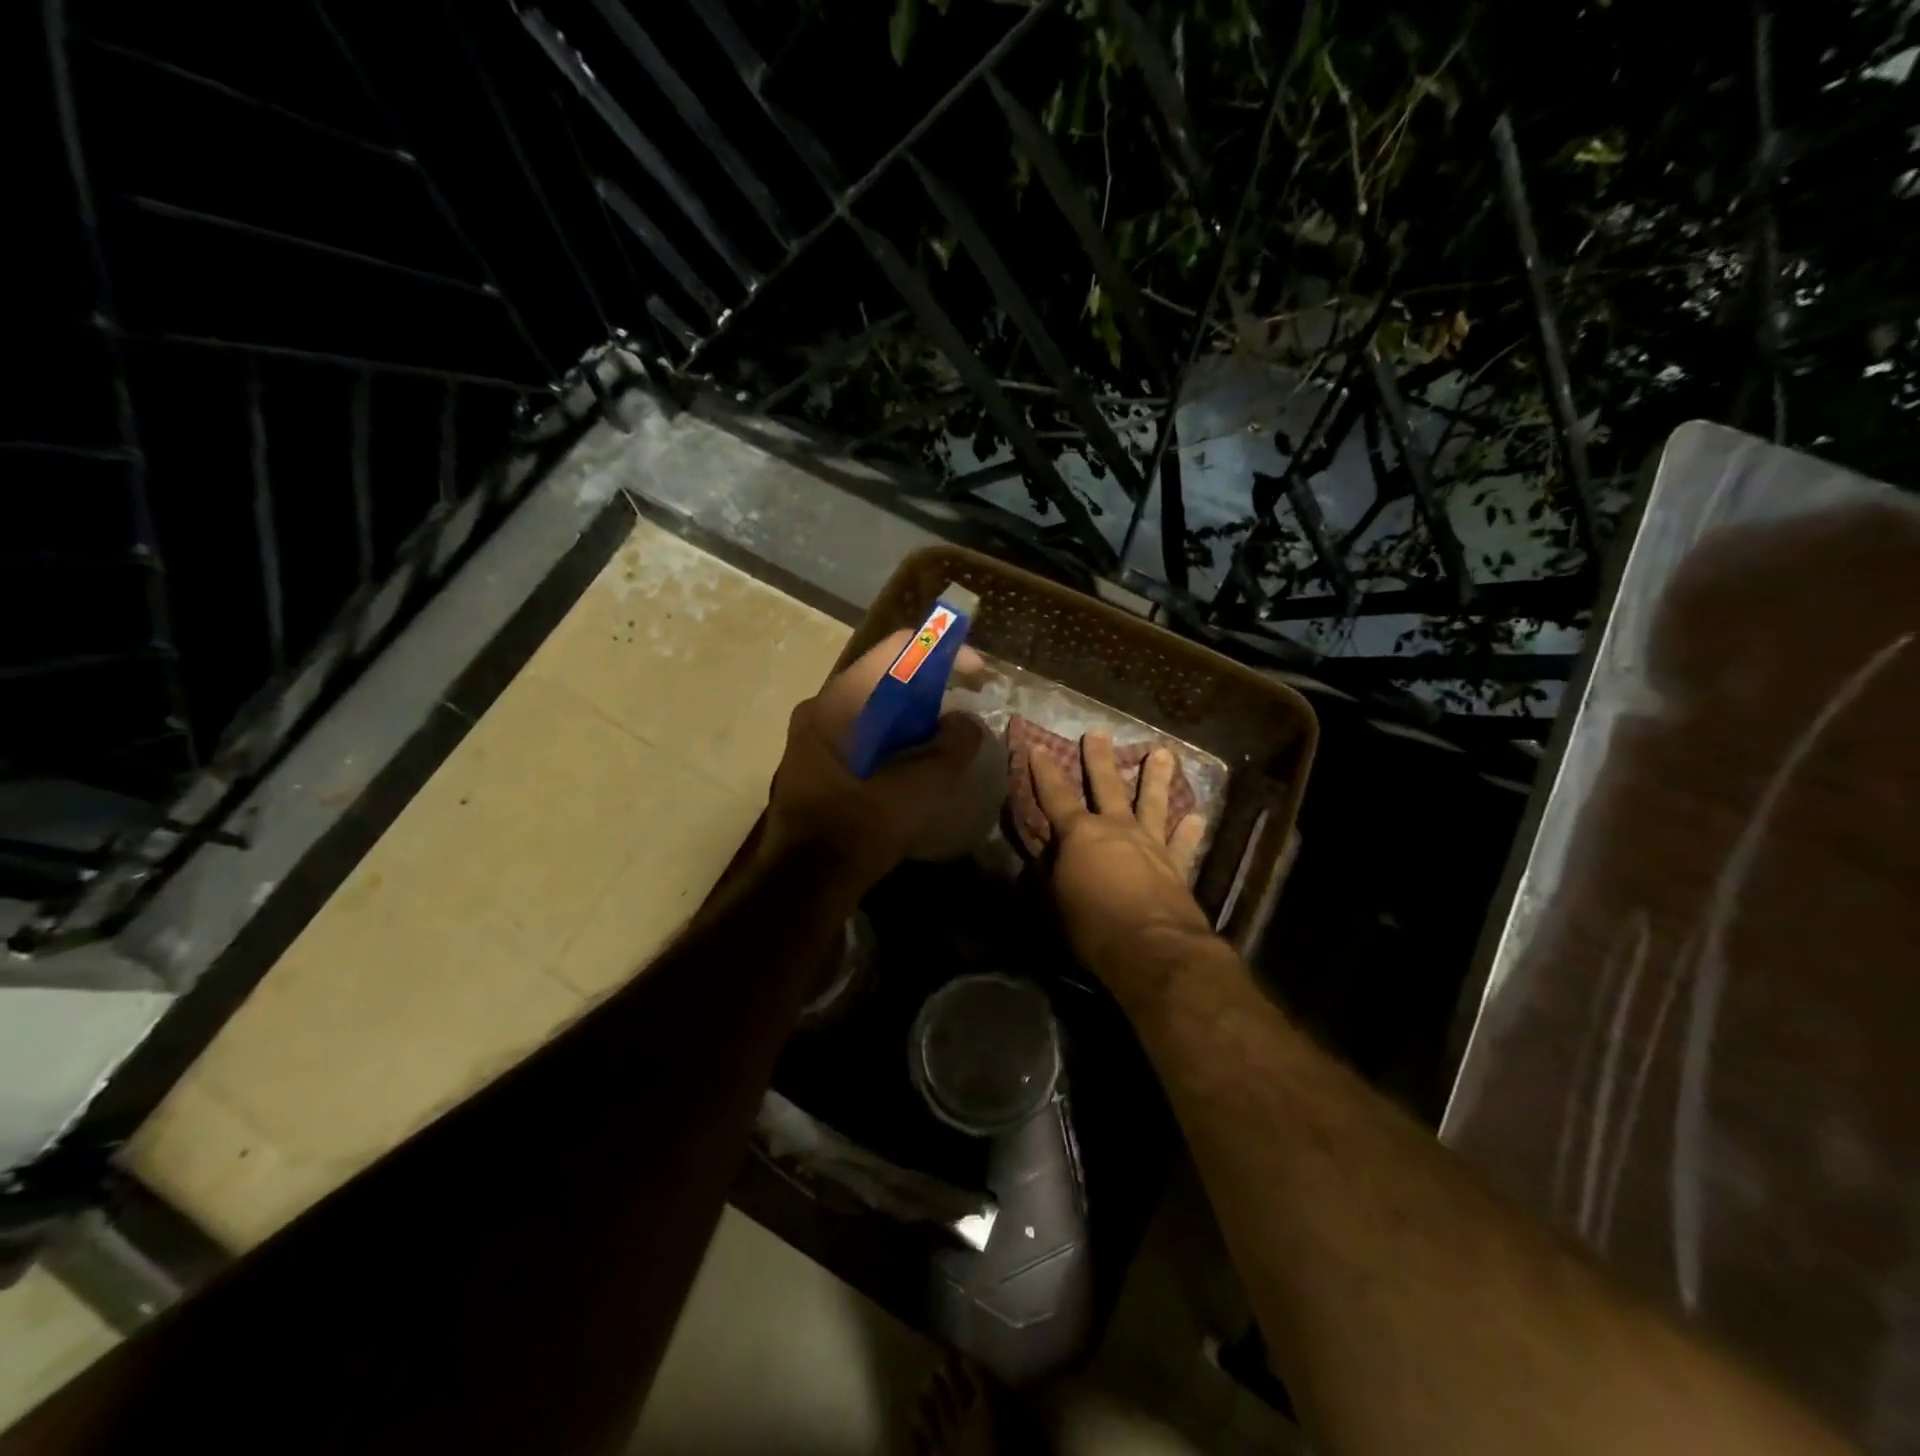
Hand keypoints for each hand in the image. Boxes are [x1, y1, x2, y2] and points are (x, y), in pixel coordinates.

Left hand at [765, 630, 986, 894]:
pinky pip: (860, 730)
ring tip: (943, 735)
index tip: (975, 672)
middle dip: (929, 685)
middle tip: (963, 704)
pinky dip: (892, 734)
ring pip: (872, 705)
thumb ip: (952, 747)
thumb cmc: (860, 826)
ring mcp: (812, 735)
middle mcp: (820, 707)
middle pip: (884, 676)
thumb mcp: (919, 787)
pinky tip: (913, 760)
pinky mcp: (814, 761)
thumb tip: (966, 724)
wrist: (804, 881)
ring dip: (911, 713)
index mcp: (840, 702)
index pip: (896, 649)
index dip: (942, 651)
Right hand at [1030, 733, 1216, 985]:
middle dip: (1099, 759)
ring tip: (1163, 753)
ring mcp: (1150, 844)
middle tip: (1098, 733)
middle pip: (1106, 785)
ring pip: (1153, 803)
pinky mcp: (1176, 866)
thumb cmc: (1092, 926)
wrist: (1152, 949)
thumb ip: (1050, 872)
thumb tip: (1047, 855)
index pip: (1055, 795)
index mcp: (1080, 834)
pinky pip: (1182, 844)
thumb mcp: (1054, 901)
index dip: (1044, 771)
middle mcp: (1116, 829)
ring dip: (1156, 778)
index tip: (1037, 746)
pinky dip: (1188, 831)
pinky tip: (1196, 817)